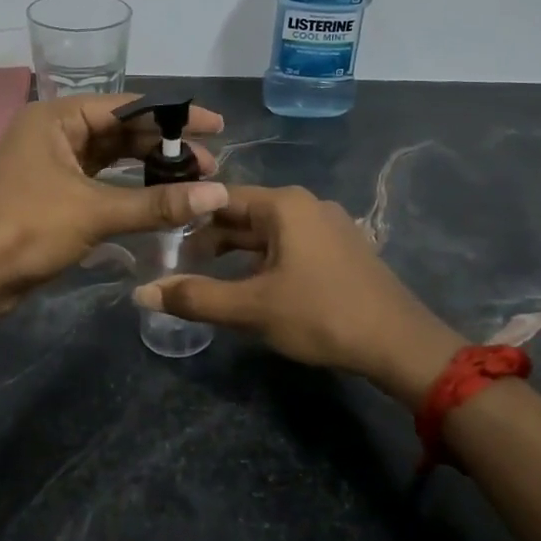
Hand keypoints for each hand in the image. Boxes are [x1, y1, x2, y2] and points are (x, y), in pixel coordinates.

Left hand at [0, 94, 227, 316]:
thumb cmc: (27, 230)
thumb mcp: (95, 212)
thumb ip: (157, 203)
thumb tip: (218, 195)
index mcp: (55, 118)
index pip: (128, 107)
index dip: (175, 116)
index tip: (216, 126)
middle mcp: (53, 132)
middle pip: (121, 132)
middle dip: (164, 148)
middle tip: (210, 166)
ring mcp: (51, 165)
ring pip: (111, 159)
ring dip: (148, 171)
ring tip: (192, 184)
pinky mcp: (52, 195)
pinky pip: (100, 183)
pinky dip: (128, 190)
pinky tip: (159, 200)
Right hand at [134, 185, 463, 403]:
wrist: (400, 343)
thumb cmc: (321, 315)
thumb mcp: (252, 308)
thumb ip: (195, 299)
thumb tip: (141, 292)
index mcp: (284, 204)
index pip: (220, 198)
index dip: (188, 219)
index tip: (162, 244)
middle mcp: (306, 203)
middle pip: (244, 214)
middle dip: (211, 240)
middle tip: (181, 268)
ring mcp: (328, 224)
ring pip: (268, 232)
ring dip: (238, 254)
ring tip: (212, 282)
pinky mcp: (341, 248)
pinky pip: (291, 244)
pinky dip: (266, 260)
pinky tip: (256, 288)